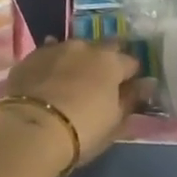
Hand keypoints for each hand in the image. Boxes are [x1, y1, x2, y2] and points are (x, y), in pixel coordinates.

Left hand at [0, 39, 148, 167]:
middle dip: (105, 61)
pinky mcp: (31, 57)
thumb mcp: (114, 122)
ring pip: (74, 49)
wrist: (30, 129)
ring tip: (72, 79)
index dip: (131, 77)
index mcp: (111, 62)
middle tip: (101, 82)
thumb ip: (131, 100)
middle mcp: (85, 47)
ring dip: (77, 60)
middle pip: (103, 48)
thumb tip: (146, 85)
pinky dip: (53, 65)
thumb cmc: (82, 130)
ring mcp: (55, 48)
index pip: (131, 63)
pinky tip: (48, 79)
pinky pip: (48, 55)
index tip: (127, 90)